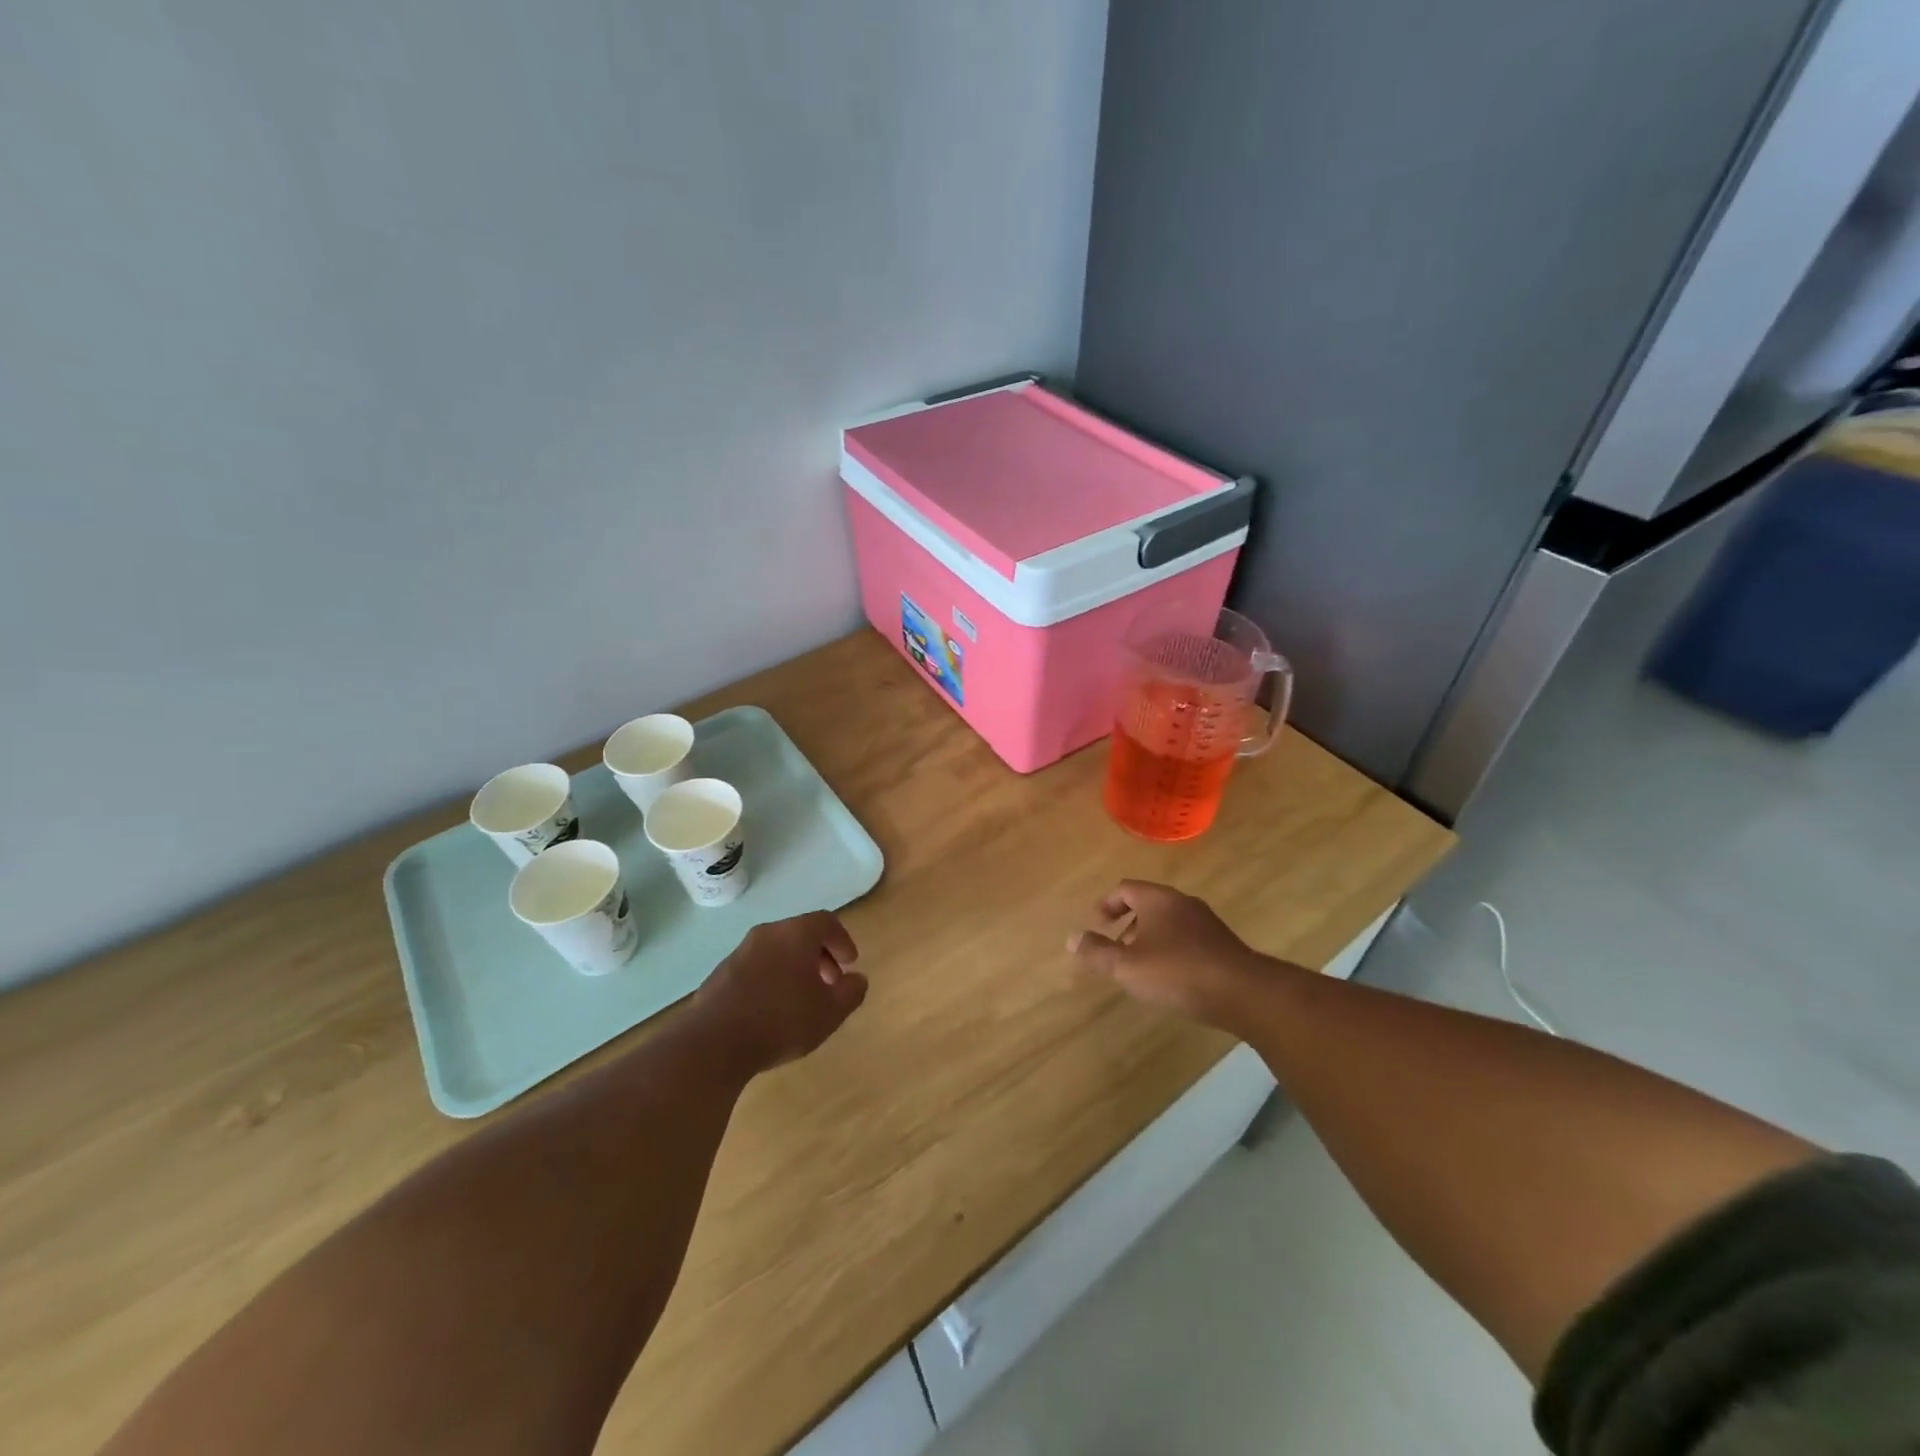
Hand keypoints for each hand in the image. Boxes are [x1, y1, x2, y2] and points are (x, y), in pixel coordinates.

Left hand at [692, 911, 867, 1075]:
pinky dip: (771, 979)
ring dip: (794, 968)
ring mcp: (740, 952)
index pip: (826, 922)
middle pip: (800, 934)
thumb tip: (857, 979)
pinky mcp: (720, 974)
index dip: (842, 941)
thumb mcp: (830, 1012)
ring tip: (801, 1000)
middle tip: (830, 983)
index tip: (850, 964)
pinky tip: (772, 1010)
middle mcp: (767, 934)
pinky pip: (756, 968)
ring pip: (776, 951)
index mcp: (795, 933)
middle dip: (819, 956)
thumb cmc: (782, 1020)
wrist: (714, 1042)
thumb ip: (851, 992)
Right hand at [1068, 880, 1283, 1029]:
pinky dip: (1171, 948)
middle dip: (1128, 923)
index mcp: (1158, 899)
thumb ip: (1097, 952)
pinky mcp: (1222, 943)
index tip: (1097, 924)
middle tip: (1116, 948)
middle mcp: (1182, 902)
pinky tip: (1171, 977)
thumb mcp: (1127, 967)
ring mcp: (1206, 922)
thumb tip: (1072, 938)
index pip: (1125, 888)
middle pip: (1148, 903)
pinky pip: (1187, 937)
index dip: (1107, 904)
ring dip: (1150, 938)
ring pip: (1169, 921)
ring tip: (1141, 967)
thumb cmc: (1178, 972)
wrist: (1244, 993)